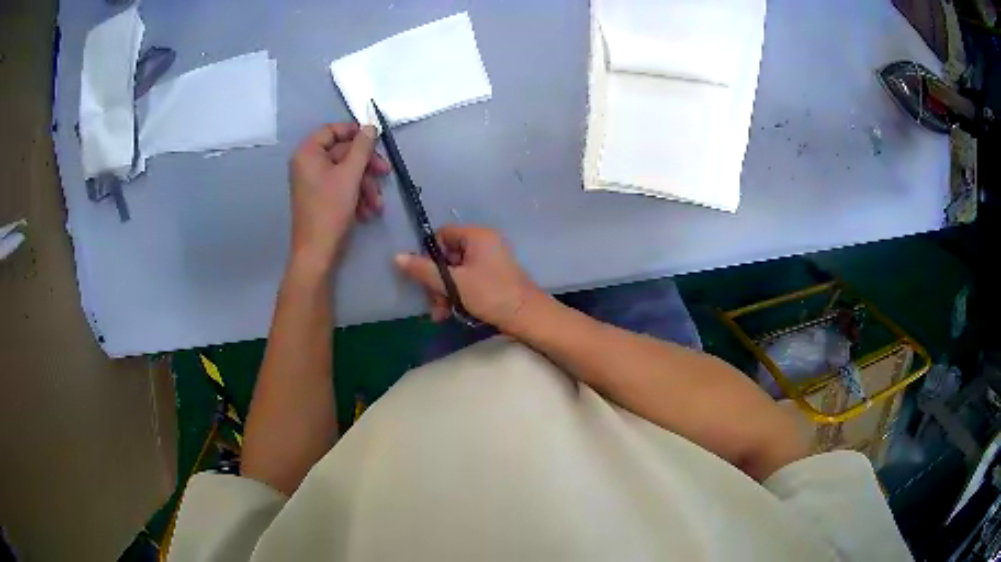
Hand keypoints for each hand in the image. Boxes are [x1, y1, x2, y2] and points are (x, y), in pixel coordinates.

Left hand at [288, 123, 387, 273]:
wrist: (317, 252)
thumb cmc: (330, 209)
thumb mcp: (350, 175)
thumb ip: (362, 147)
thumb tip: (370, 126)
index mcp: (308, 153)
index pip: (332, 130)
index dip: (354, 132)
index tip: (375, 139)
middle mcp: (308, 163)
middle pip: (343, 152)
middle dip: (366, 166)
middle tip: (385, 173)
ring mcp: (314, 181)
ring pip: (346, 171)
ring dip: (365, 185)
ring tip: (376, 204)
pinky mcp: (321, 196)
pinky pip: (342, 186)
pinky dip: (357, 196)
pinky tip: (368, 211)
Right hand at [394, 225, 543, 330]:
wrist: (527, 317)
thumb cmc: (491, 294)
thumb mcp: (454, 283)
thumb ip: (424, 270)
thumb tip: (396, 257)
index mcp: (477, 236)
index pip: (442, 235)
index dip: (430, 255)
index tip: (425, 277)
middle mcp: (485, 243)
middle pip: (447, 256)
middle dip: (437, 282)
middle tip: (434, 304)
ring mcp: (490, 261)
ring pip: (456, 272)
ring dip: (445, 293)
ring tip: (441, 314)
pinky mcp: (494, 278)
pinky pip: (468, 281)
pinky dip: (458, 295)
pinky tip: (452, 314)